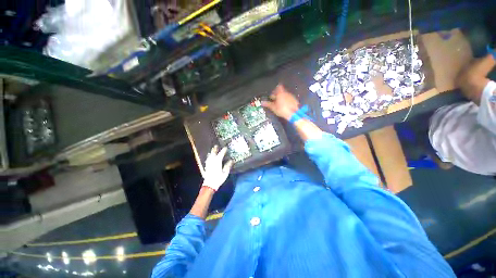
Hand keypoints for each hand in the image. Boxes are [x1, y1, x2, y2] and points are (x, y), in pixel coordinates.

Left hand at [202, 145, 232, 190]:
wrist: (209, 185)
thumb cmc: (218, 178)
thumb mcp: (225, 172)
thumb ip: (228, 166)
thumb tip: (232, 160)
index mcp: (217, 161)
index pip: (221, 154)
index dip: (224, 150)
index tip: (226, 147)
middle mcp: (212, 161)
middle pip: (213, 153)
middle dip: (215, 149)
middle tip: (216, 145)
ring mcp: (208, 163)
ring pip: (209, 156)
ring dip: (211, 152)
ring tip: (212, 150)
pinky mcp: (206, 166)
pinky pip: (208, 159)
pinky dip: (209, 157)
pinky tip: (209, 157)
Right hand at [262, 84, 299, 120]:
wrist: (294, 114)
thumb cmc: (282, 109)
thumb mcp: (273, 108)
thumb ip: (268, 104)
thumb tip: (262, 102)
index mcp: (281, 93)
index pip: (278, 87)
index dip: (275, 89)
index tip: (273, 93)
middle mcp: (286, 93)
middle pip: (281, 91)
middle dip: (277, 95)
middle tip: (274, 99)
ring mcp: (291, 96)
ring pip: (285, 95)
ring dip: (282, 98)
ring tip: (278, 104)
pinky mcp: (295, 101)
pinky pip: (289, 99)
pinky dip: (286, 101)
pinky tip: (284, 106)